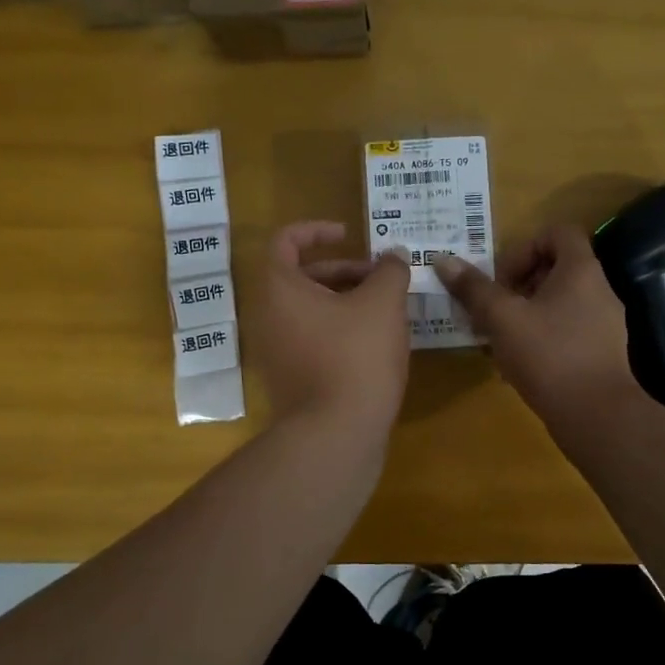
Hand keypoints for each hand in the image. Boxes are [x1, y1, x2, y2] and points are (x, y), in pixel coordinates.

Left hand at [254, 221, 411, 442]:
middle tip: (382, 279)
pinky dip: (341, 330)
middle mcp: (269, 317)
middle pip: (303, 276)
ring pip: (312, 310)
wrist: (336, 435)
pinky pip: (314, 339)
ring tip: (388, 312)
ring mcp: (277, 352)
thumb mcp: (383, 304)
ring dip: (347, 301)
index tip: (349, 234)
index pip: (285, 241)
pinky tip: (377, 344)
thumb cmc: (356, 356)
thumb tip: (395, 256)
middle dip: (345, 270)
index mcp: (281, 289)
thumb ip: (390, 270)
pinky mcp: (292, 379)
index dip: (316, 229)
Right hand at [434, 226, 640, 429]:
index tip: (501, 278)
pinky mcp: (601, 353)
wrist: (597, 416)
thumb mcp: (502, 318)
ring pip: (558, 303)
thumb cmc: (549, 355)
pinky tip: (516, 364)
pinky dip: (540, 338)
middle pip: (555, 269)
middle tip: (493, 309)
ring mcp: (604, 324)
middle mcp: (599, 290)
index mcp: (581, 270)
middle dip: (517, 285)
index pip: (558, 232)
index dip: (524, 247)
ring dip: (525, 314)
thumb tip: (443, 260)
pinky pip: (567, 331)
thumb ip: (473, 288)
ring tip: (498, 338)